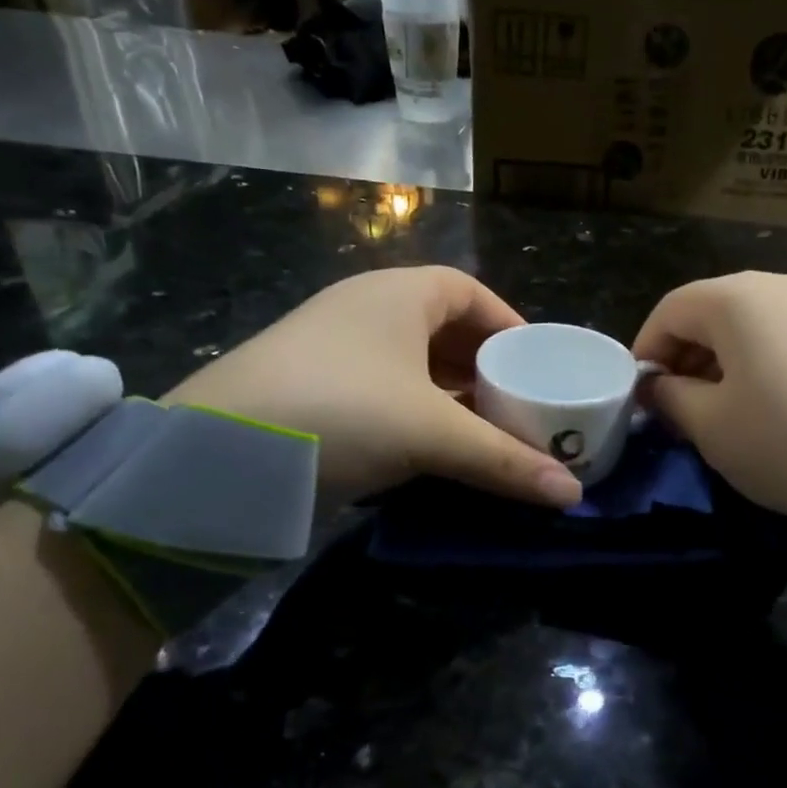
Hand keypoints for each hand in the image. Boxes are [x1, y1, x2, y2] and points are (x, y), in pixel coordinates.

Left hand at [164, 267, 581, 507]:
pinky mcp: (311, 391)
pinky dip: (415, 414)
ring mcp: (333, 351)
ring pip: (411, 364)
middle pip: (442, 328)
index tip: (536, 362)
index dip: (507, 323)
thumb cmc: (339, 412)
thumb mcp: (431, 434)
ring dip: (450, 394)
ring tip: (485, 430)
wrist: (212, 456)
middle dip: (483, 365)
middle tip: (518, 403)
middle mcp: (364, 312)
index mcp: (397, 294)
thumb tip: (574, 496)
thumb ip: (504, 461)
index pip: (469, 291)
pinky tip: (432, 449)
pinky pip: (383, 392)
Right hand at [633, 272, 786, 516]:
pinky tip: (767, 399)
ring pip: (751, 322)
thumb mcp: (711, 426)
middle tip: (677, 404)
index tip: (640, 394)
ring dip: (722, 358)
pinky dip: (762, 359)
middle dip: (684, 355)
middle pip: (711, 312)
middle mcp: (778, 284)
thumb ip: (670, 398)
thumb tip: (657, 385)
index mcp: (735, 298)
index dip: (645, 350)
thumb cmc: (786, 437)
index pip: (670, 310)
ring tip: (720, 406)